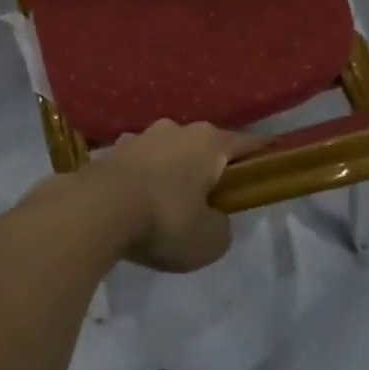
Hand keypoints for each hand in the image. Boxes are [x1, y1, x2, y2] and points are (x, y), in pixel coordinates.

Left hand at [82, 120, 256, 271]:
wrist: (95, 210)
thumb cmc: (164, 221)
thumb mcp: (210, 240)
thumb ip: (221, 226)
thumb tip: (212, 217)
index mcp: (208, 142)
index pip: (246, 143)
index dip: (262, 152)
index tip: (272, 156)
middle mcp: (175, 129)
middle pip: (203, 146)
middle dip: (208, 166)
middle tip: (212, 196)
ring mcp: (140, 136)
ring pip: (167, 152)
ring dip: (172, 171)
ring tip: (168, 202)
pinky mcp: (111, 150)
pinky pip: (139, 164)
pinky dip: (143, 179)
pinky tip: (137, 203)